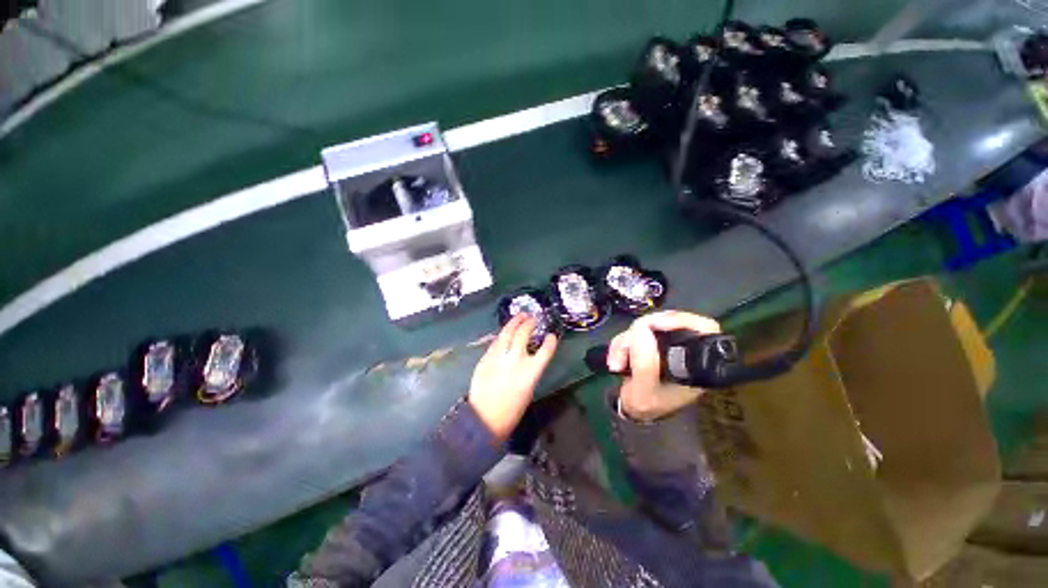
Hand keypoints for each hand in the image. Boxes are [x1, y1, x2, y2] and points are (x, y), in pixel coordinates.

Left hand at [468, 315, 557, 440]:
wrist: (484, 418)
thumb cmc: (511, 409)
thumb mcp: (528, 389)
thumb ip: (530, 369)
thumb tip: (530, 354)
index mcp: (530, 373)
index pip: (545, 351)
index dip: (550, 341)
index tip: (551, 335)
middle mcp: (515, 360)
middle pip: (523, 334)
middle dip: (529, 323)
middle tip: (533, 318)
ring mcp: (498, 357)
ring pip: (507, 332)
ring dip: (514, 321)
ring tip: (521, 315)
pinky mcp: (486, 358)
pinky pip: (496, 341)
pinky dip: (503, 334)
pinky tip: (506, 331)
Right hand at [607, 311, 721, 421]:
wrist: (634, 413)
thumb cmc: (646, 407)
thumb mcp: (644, 392)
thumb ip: (645, 364)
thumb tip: (642, 329)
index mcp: (696, 364)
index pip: (703, 328)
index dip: (680, 320)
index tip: (654, 324)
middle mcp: (685, 351)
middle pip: (667, 322)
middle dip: (639, 333)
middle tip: (624, 349)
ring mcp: (666, 345)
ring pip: (646, 325)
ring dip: (625, 341)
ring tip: (617, 363)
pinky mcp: (651, 343)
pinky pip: (635, 331)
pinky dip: (622, 342)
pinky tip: (616, 359)